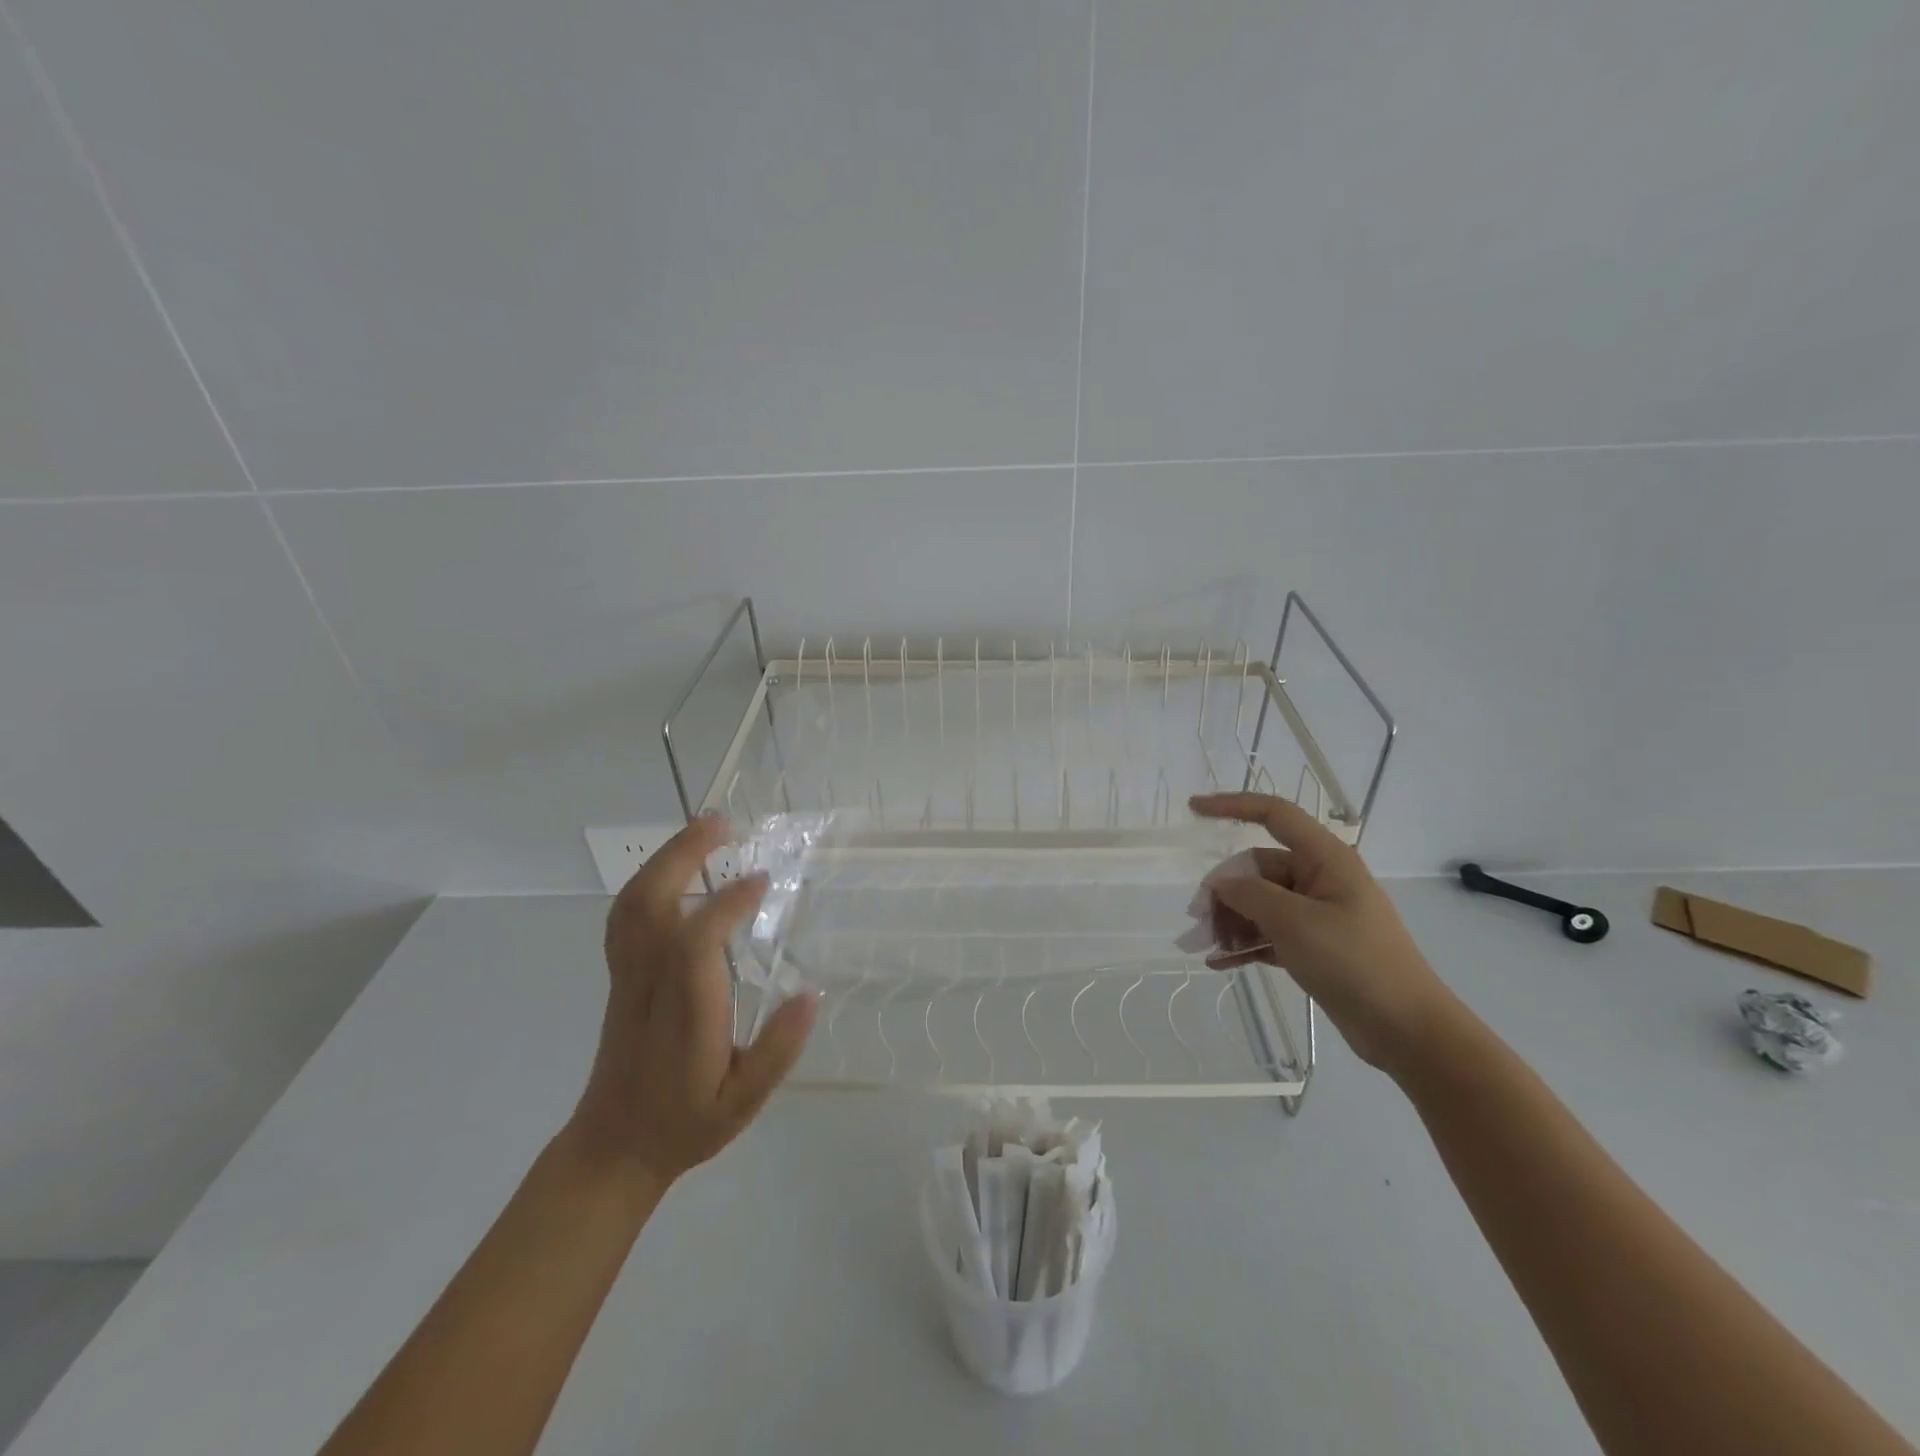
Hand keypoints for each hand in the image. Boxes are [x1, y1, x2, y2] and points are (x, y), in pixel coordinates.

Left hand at [570, 814, 816, 1185]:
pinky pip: (625, 915)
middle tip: (723, 823)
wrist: (613, 1148)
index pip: (696, 942)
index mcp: (684, 1013)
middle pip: (651, 904)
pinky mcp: (621, 975)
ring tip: (704, 831)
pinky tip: (676, 868)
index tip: (763, 880)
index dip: (727, 903)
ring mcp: (628, 976)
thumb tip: (811, 993)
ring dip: (666, 859)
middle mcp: (649, 984)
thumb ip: (777, 1052)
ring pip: (632, 903)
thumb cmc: (684, 1123)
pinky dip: (648, 879)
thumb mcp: (743, 1104)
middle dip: (684, 855)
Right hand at [1190, 792, 1456, 1074]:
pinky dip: (1246, 944)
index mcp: (1325, 859)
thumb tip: (1220, 884)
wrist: (1406, 1029)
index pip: (1274, 814)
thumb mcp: (1294, 923)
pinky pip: (1269, 933)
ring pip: (1260, 904)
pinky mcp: (1314, 946)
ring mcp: (1318, 914)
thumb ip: (1249, 895)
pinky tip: (1220, 962)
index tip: (1193, 808)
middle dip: (1225, 892)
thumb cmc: (1354, 962)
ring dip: (1231, 921)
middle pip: (1258, 869)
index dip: (1232, 805)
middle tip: (1199, 921)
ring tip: (1208, 948)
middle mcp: (1320, 879)